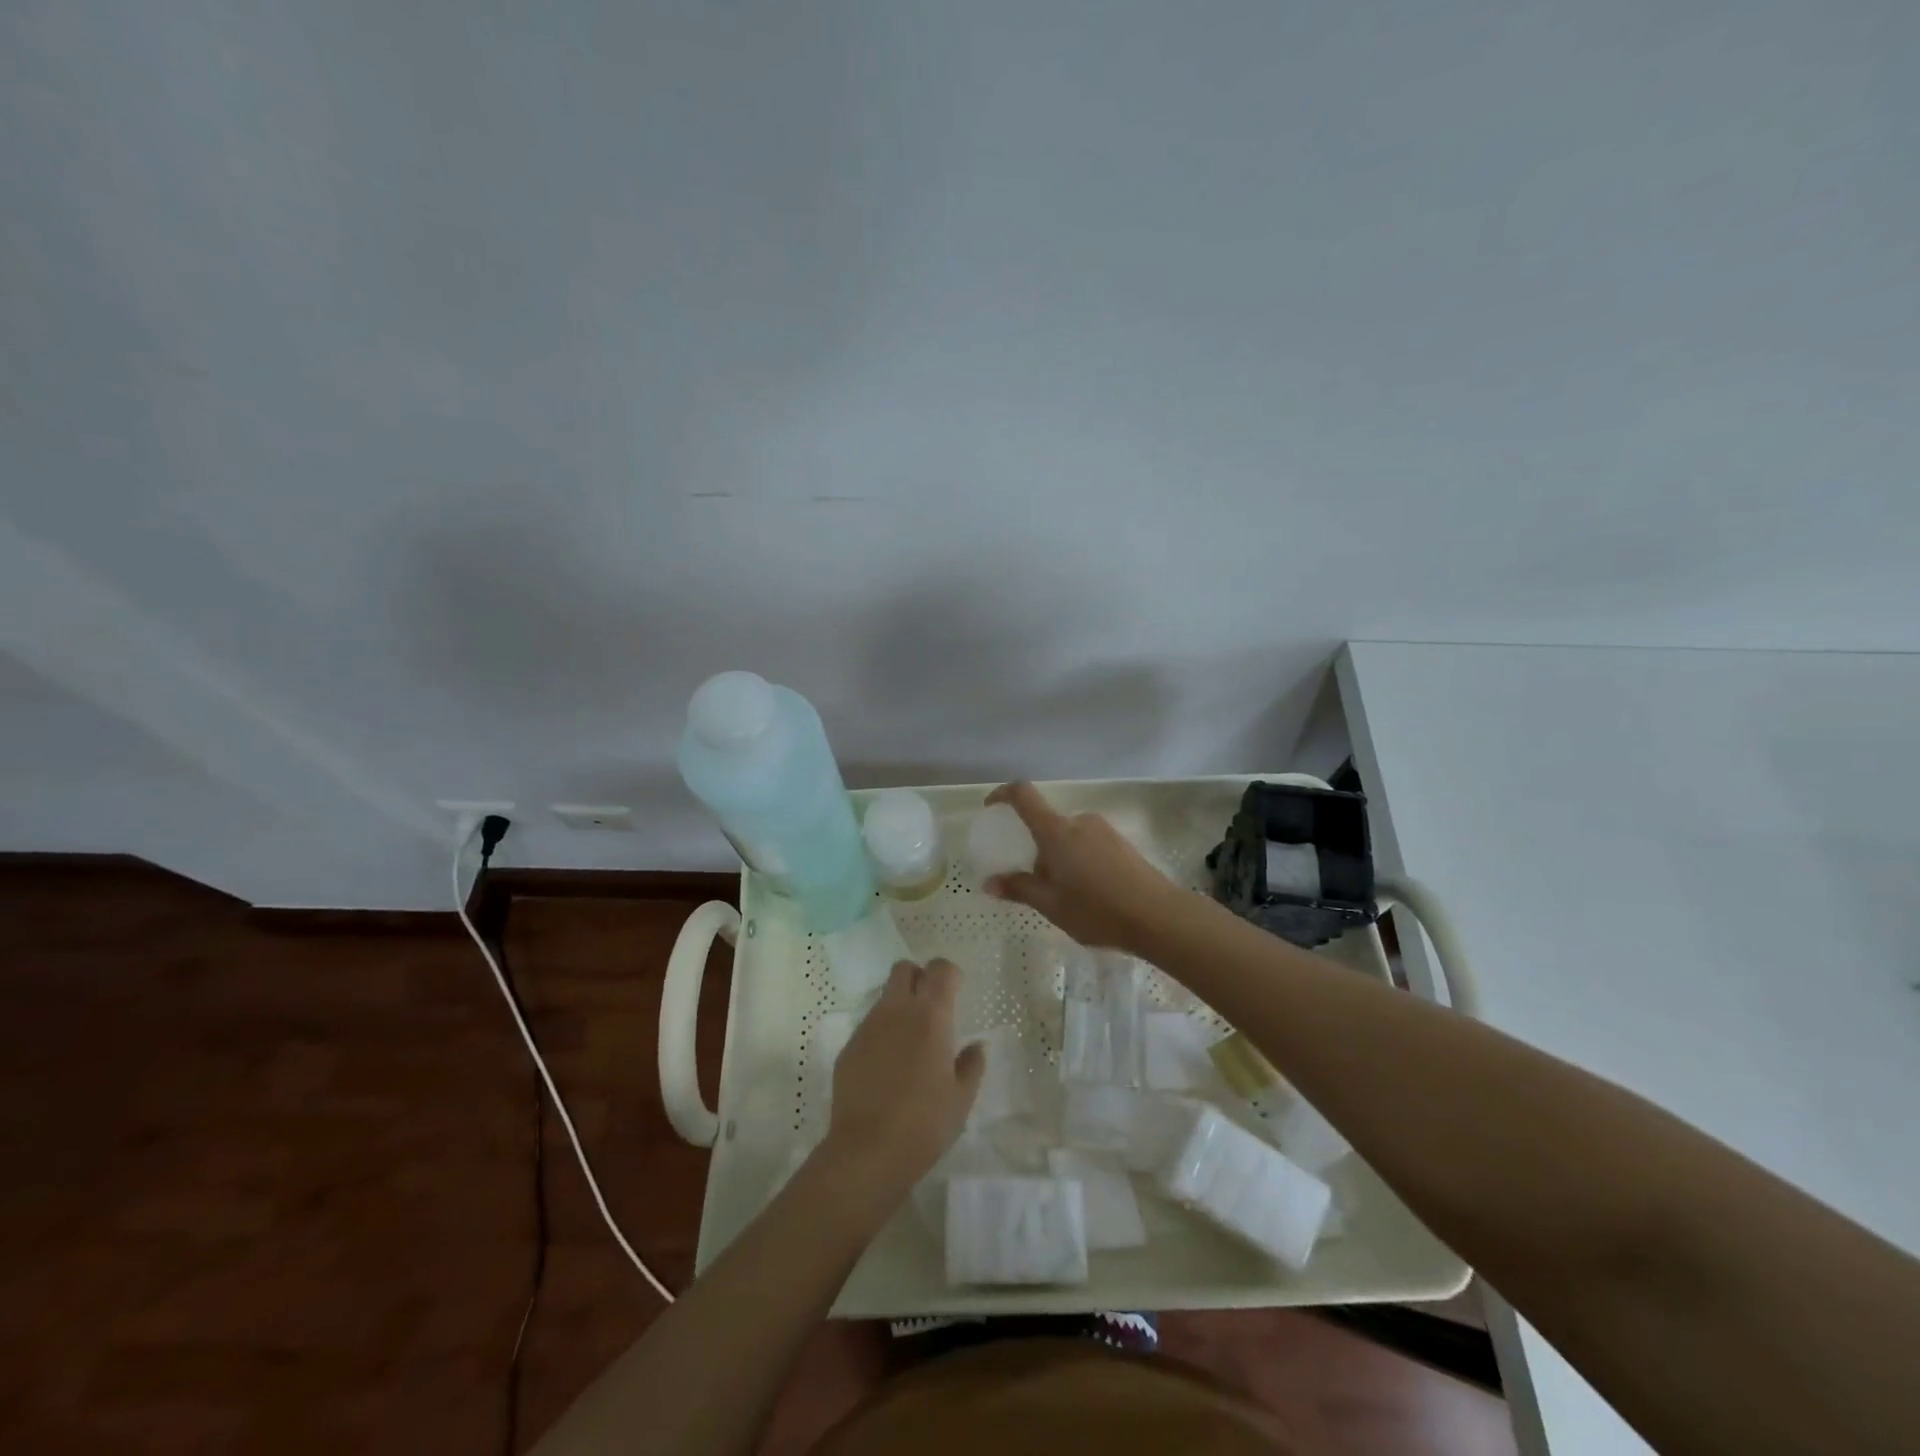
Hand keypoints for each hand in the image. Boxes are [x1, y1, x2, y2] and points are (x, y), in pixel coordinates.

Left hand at [819, 960, 983, 1211]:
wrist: (866, 1152)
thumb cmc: (924, 1124)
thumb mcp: (961, 1098)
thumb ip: (971, 1065)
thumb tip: (975, 1046)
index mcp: (930, 1016)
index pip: (940, 969)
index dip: (950, 974)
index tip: (957, 990)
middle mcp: (896, 1011)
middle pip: (904, 969)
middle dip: (919, 977)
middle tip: (931, 1005)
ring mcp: (868, 1027)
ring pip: (885, 996)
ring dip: (900, 1004)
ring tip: (910, 1041)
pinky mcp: (849, 1047)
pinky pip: (869, 1025)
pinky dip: (882, 1032)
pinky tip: (888, 1065)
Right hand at [982, 781, 1184, 951]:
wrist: (1158, 916)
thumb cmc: (1097, 910)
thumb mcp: (1051, 905)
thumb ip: (1019, 888)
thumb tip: (990, 882)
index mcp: (1056, 832)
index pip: (1024, 795)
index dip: (1003, 794)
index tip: (992, 807)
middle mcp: (1079, 822)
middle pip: (1047, 825)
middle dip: (1037, 849)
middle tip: (1037, 884)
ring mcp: (1104, 830)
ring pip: (1069, 838)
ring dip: (1060, 858)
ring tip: (1067, 896)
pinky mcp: (1122, 843)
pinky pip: (1089, 845)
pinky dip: (1079, 861)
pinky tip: (1090, 894)